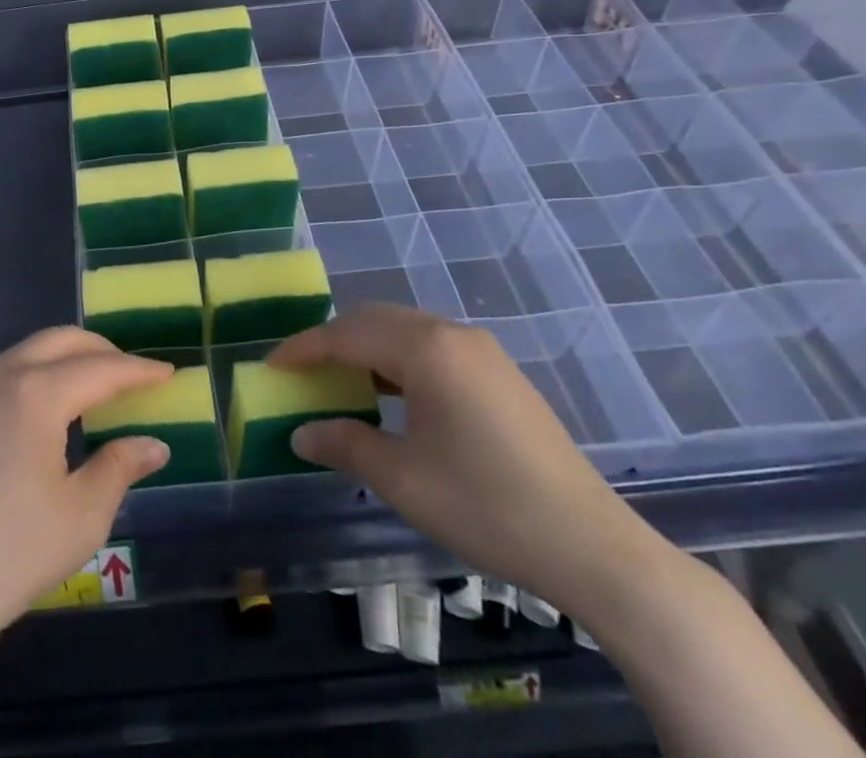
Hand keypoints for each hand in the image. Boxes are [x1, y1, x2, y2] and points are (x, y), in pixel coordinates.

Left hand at [0, 327, 172, 651]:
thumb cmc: (11, 553)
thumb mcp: (82, 515)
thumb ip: (120, 467)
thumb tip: (154, 444)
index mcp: (36, 393)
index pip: (100, 369)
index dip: (138, 370)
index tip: (167, 372)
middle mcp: (1, 373)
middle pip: (61, 340)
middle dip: (102, 351)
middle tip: (132, 375)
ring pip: (29, 351)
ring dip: (66, 359)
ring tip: (93, 389)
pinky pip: (3, 372)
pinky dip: (35, 374)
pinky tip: (44, 410)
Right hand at [271, 304, 668, 619]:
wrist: (592, 546)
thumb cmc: (486, 505)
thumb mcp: (403, 479)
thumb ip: (345, 445)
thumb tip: (301, 433)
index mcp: (425, 349)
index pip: (346, 333)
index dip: (304, 348)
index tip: (272, 366)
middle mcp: (452, 333)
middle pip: (375, 319)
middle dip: (332, 340)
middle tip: (301, 371)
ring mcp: (481, 350)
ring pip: (405, 330)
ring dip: (366, 347)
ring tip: (340, 381)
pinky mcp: (499, 372)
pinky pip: (432, 347)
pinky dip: (398, 359)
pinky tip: (392, 394)